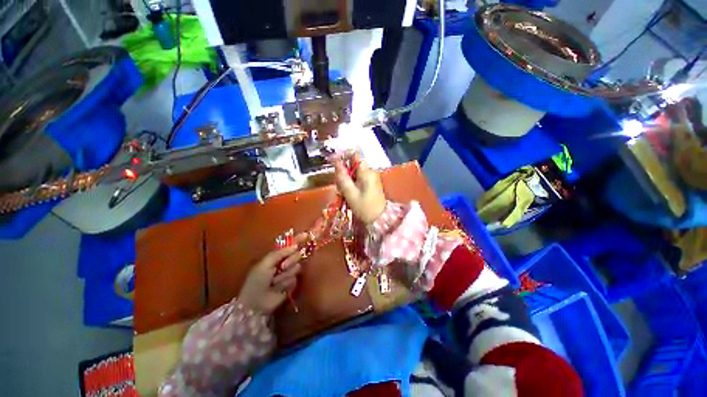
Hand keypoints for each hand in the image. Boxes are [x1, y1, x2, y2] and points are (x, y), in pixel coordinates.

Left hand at [238, 240, 303, 314]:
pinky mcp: (291, 284)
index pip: (289, 245)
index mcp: (276, 256)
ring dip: (286, 274)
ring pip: (297, 267)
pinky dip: (286, 283)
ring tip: (274, 282)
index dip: (298, 239)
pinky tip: (278, 288)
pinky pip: (295, 279)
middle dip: (292, 259)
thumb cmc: (257, 280)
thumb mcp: (265, 264)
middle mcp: (284, 262)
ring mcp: (288, 273)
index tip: (307, 235)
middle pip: (296, 255)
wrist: (255, 303)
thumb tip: (295, 246)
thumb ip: (280, 253)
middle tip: (283, 266)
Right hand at [333, 153, 386, 224]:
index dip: (344, 156)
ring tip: (342, 191)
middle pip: (354, 165)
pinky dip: (352, 183)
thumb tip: (337, 163)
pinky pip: (358, 179)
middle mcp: (370, 172)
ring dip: (347, 179)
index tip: (334, 163)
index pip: (355, 156)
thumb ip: (343, 178)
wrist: (379, 219)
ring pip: (355, 173)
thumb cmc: (364, 207)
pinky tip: (348, 193)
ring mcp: (371, 179)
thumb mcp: (350, 194)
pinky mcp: (371, 185)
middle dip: (344, 171)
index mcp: (367, 172)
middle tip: (338, 184)